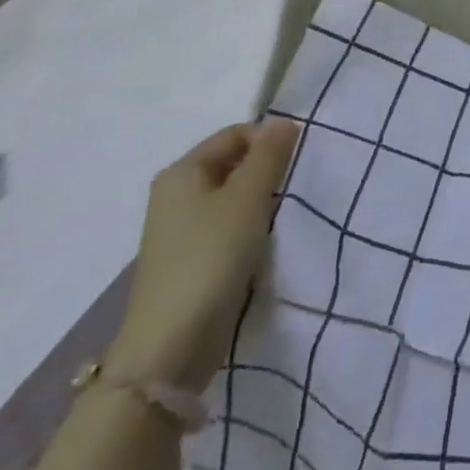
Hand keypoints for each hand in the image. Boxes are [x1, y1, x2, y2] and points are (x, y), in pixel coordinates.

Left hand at [109, 119, 301, 392]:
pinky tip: (267, 242)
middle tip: (297, 188)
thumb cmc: (210, 259)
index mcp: (182, 172)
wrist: (170, 347)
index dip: (269, 140)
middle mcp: (176, 195)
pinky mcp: (190, 261)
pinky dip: (250, 227)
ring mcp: (181, 230)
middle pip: (233, 164)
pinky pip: (227, 227)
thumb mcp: (247, 199)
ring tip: (286, 215)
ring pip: (232, 197)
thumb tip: (283, 121)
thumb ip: (269, 156)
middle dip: (267, 170)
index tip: (299, 161)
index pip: (235, 134)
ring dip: (261, 201)